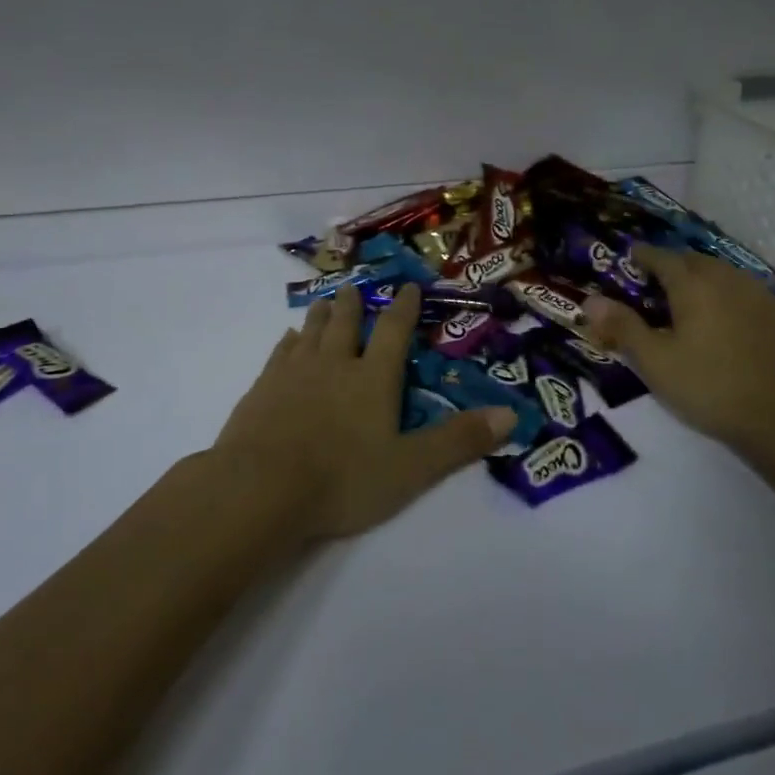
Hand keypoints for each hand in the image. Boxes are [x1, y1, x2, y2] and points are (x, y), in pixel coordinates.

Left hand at [214, 283, 514, 540]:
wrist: (261, 488)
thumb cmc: (342, 479)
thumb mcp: (411, 468)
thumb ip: (459, 441)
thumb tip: (513, 413)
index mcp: (372, 378)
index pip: (393, 331)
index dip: (403, 308)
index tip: (407, 287)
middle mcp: (334, 364)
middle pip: (345, 323)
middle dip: (352, 303)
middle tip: (353, 287)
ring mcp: (294, 373)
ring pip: (310, 332)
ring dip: (320, 315)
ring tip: (324, 302)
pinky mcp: (262, 388)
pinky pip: (279, 353)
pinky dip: (288, 341)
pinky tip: (287, 339)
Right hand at [584, 247, 774, 458]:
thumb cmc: (709, 386)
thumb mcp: (654, 361)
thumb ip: (622, 327)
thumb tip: (590, 300)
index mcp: (692, 284)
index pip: (661, 257)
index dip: (641, 256)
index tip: (628, 261)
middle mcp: (726, 278)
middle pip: (692, 260)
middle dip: (671, 265)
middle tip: (653, 285)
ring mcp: (757, 294)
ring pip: (721, 272)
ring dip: (700, 277)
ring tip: (687, 300)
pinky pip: (743, 290)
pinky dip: (726, 293)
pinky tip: (723, 317)